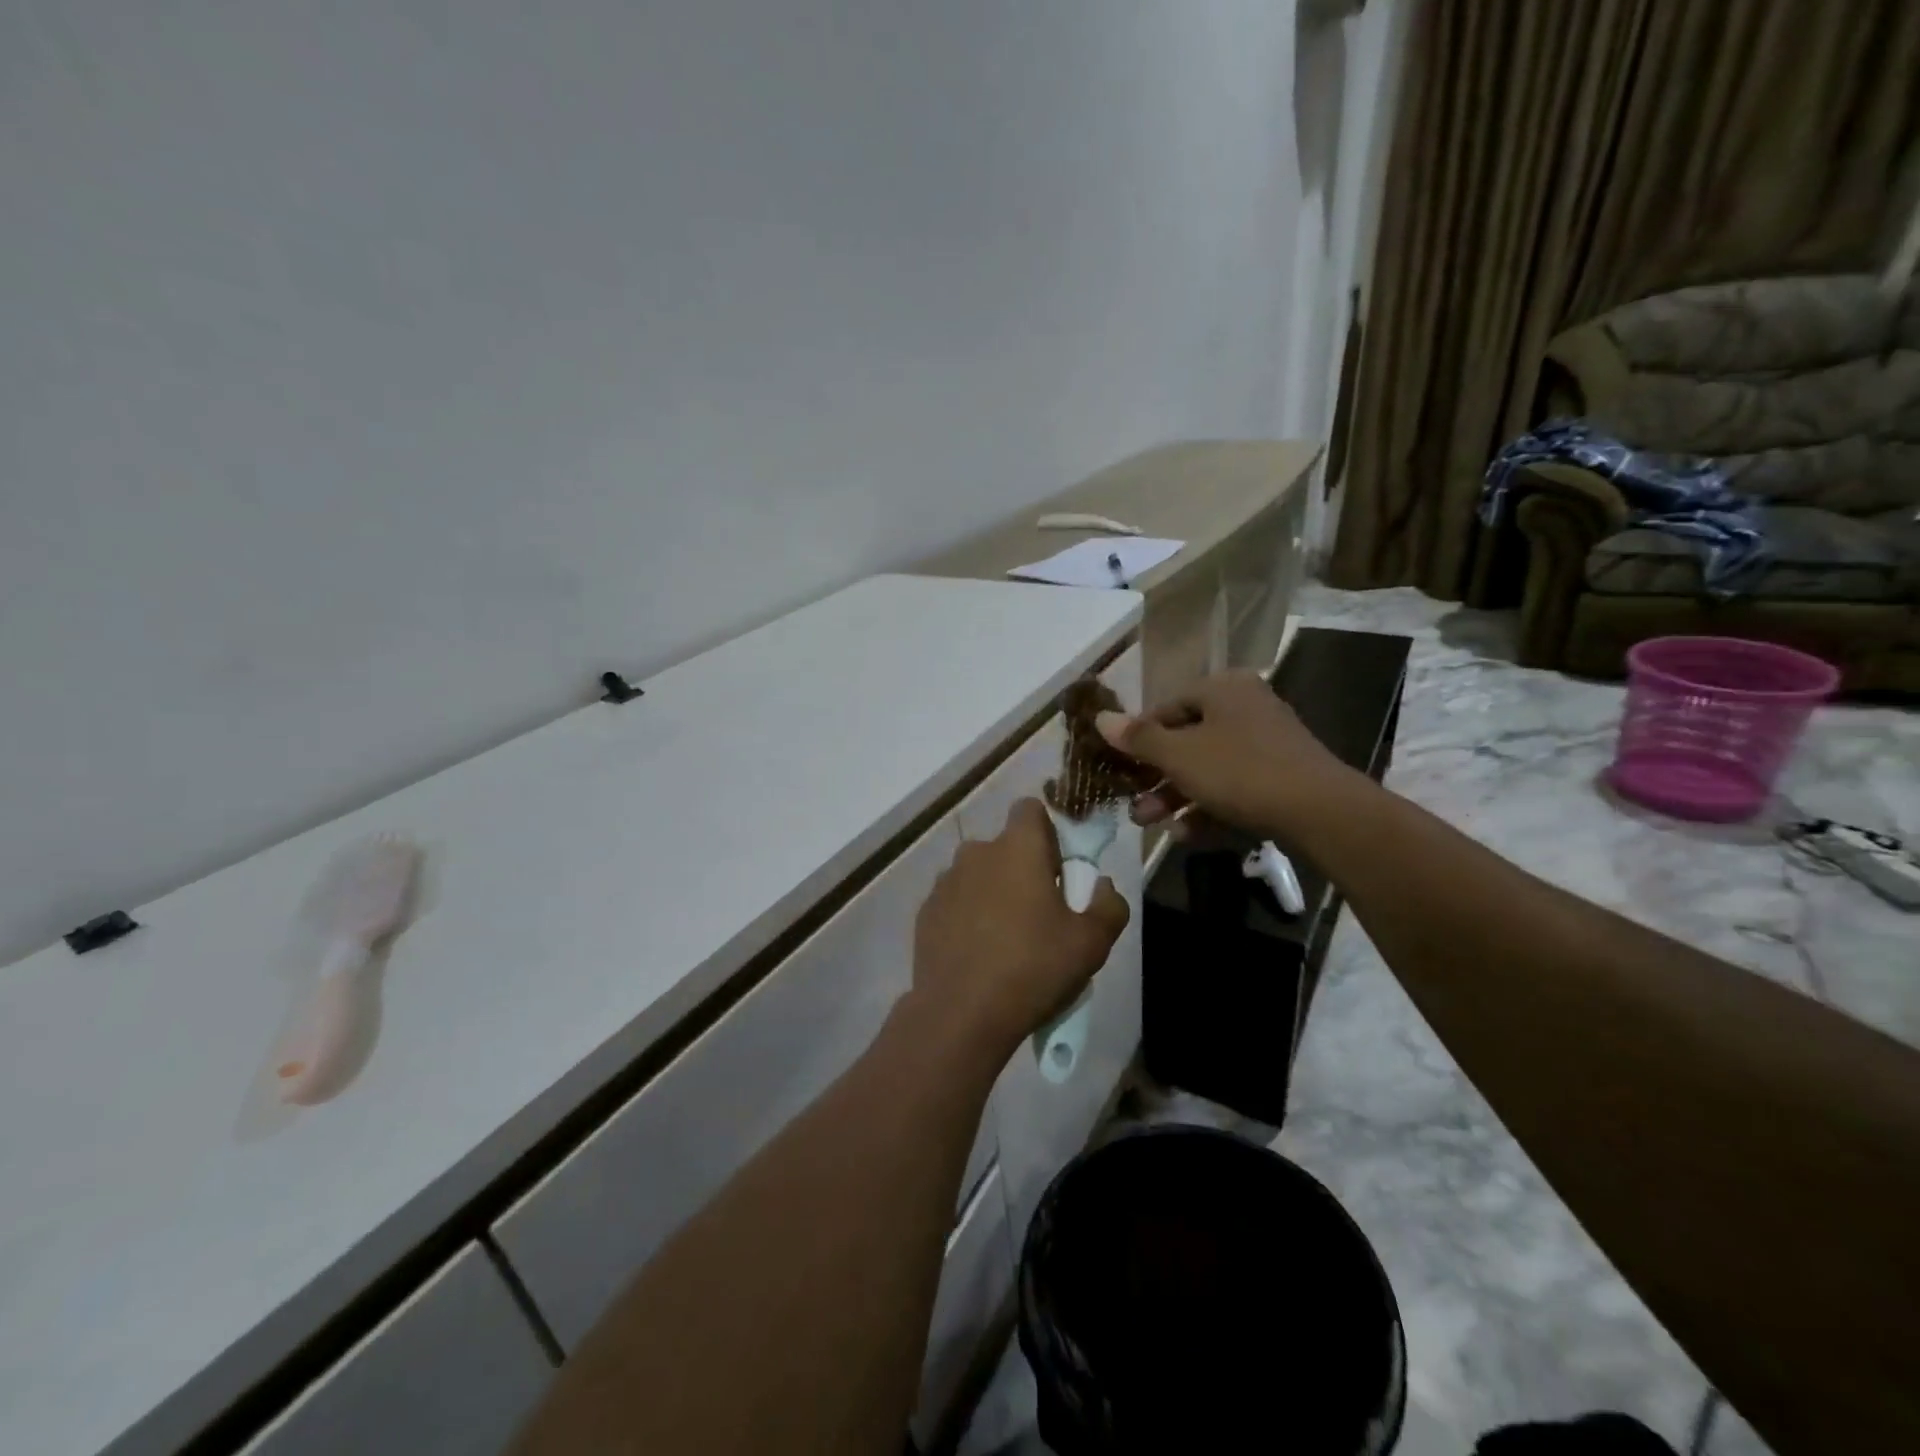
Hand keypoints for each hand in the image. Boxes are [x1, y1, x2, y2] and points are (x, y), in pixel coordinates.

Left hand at [911, 798, 1128, 1058]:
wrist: (961, 1014)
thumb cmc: (1033, 968)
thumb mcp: (1091, 943)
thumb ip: (1109, 904)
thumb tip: (1102, 885)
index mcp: (1017, 847)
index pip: (1030, 809)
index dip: (1047, 832)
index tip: (1057, 868)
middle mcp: (976, 852)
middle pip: (1005, 846)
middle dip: (1021, 868)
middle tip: (1039, 912)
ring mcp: (945, 881)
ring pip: (978, 874)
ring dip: (993, 892)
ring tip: (1006, 938)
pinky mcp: (926, 911)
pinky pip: (955, 901)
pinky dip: (967, 915)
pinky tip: (978, 953)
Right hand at [1093, 670, 1360, 840]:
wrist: (1321, 811)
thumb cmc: (1240, 771)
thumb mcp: (1179, 755)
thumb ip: (1138, 738)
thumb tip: (1100, 718)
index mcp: (1222, 689)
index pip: (1166, 708)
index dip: (1138, 738)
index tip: (1120, 767)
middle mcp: (1245, 707)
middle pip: (1186, 741)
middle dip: (1155, 777)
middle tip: (1133, 805)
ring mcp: (1266, 743)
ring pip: (1207, 768)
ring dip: (1175, 797)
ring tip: (1151, 824)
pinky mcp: (1280, 776)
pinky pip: (1233, 787)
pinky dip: (1208, 807)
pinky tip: (1187, 834)